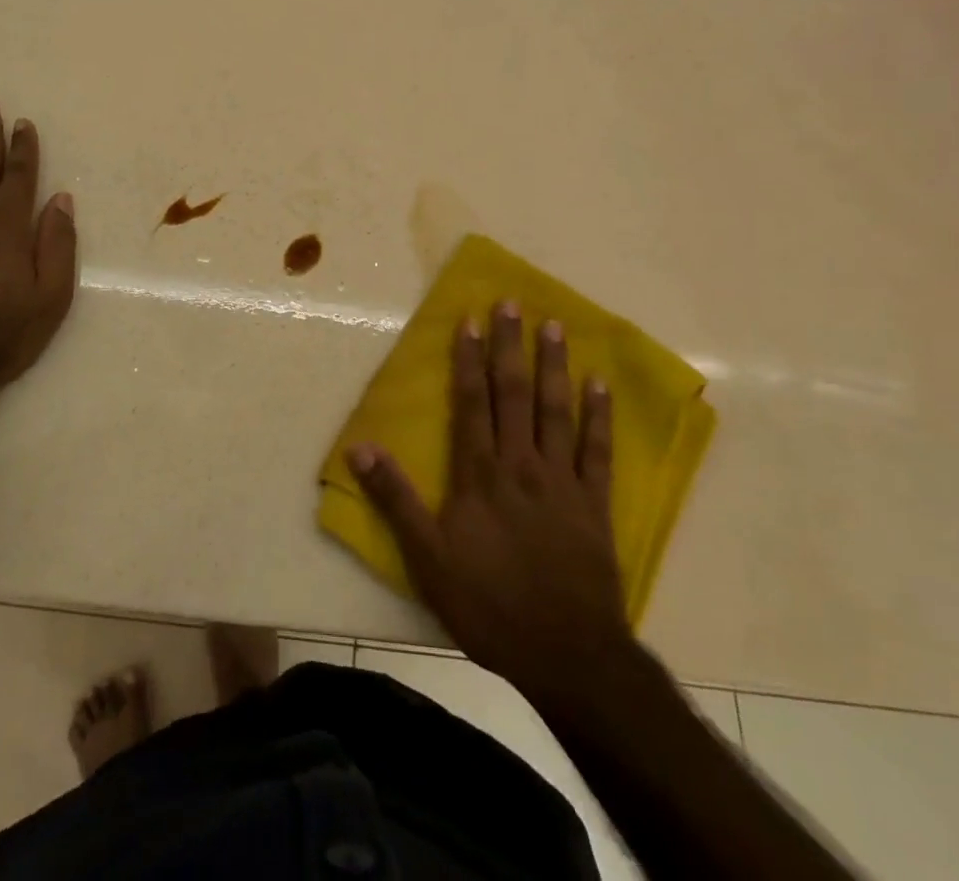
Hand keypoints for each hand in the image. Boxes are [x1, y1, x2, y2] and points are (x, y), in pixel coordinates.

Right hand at [347, 302, 633, 708]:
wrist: (566, 655)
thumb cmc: (488, 605)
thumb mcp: (426, 558)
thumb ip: (394, 499)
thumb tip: (359, 447)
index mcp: (480, 473)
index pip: (471, 402)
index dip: (469, 359)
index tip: (471, 319)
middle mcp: (521, 463)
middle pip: (514, 393)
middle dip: (510, 346)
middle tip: (514, 303)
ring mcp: (562, 481)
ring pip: (557, 411)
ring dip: (553, 366)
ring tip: (554, 326)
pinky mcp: (595, 504)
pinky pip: (598, 451)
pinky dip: (600, 416)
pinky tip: (600, 385)